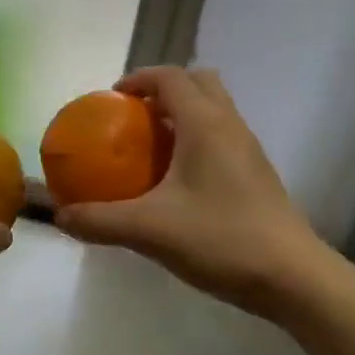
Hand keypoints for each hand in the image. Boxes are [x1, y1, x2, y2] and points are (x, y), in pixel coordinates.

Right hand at [53, 67, 325, 317]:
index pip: (171, 77)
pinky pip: (223, 137)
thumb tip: (61, 217)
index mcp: (205, 124)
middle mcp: (230, 125)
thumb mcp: (150, 230)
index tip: (112, 98)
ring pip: (215, 109)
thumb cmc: (221, 239)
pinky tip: (178, 181)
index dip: (138, 79)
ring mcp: (249, 149)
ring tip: (152, 147)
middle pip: (198, 82)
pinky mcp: (257, 173)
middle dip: (164, 89)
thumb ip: (101, 221)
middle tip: (135, 117)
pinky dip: (197, 139)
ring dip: (183, 114)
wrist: (293, 277)